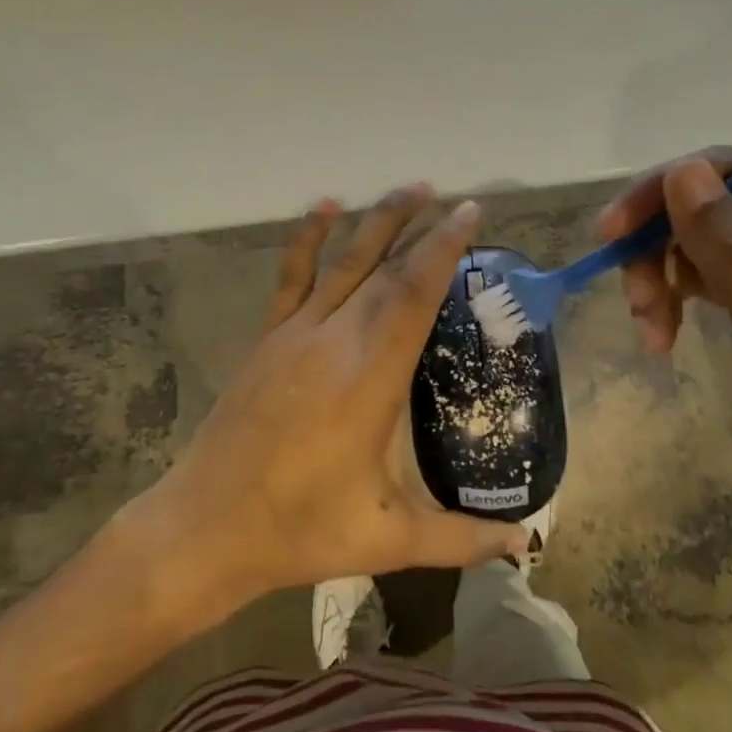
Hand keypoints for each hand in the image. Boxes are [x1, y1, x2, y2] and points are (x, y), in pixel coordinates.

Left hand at [140, 186, 526, 604]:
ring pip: (343, 262)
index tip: (469, 214)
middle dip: (423, 230)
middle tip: (455, 202)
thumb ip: (462, 536)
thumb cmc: (300, 530)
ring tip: (410, 189)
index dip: (443, 250)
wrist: (206, 526)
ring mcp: (295, 334)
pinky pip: (291, 276)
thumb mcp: (389, 539)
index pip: (413, 295)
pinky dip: (307, 238)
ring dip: (377, 222)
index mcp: (370, 378)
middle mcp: (335, 340)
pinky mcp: (267, 338)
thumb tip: (525, 542)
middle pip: (385, 270)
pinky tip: (323, 207)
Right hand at [599, 151, 731, 556]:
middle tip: (634, 303)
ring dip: (664, 276)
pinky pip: (713, 275)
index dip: (667, 193)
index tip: (610, 234)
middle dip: (662, 246)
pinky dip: (680, 298)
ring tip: (650, 332)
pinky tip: (664, 334)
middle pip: (715, 205)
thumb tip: (681, 170)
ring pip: (705, 240)